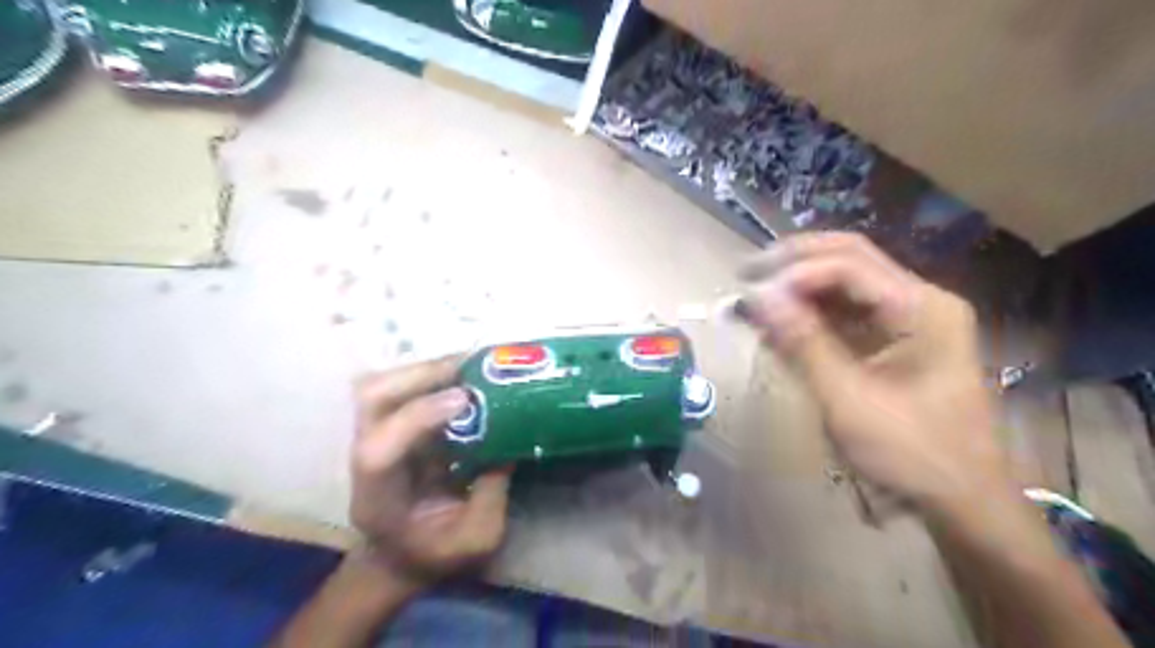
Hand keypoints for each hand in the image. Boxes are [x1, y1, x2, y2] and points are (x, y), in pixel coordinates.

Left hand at [347, 356, 509, 590]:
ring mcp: (373, 436)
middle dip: (420, 376)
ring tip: (469, 365)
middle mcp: (366, 458)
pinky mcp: (389, 424)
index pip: (379, 450)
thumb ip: (492, 491)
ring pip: (380, 385)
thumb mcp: (476, 538)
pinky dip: (430, 373)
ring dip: (425, 369)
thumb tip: (510, 439)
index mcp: (378, 498)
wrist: (399, 555)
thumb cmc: (435, 554)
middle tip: (470, 368)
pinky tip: (462, 372)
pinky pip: (400, 386)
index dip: (418, 417)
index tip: (465, 400)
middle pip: (370, 401)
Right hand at [745, 232, 1007, 511]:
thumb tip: (757, 298)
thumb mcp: (849, 401)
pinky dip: (809, 313)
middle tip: (745, 276)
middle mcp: (919, 299)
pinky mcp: (894, 338)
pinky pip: (845, 311)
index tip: (751, 297)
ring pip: (844, 281)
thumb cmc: (913, 455)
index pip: (849, 265)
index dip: (795, 274)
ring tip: (754, 300)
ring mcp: (909, 317)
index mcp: (922, 308)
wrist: (963, 501)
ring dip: (797, 286)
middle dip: (792, 263)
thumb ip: (802, 344)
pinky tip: (779, 324)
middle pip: (848, 258)